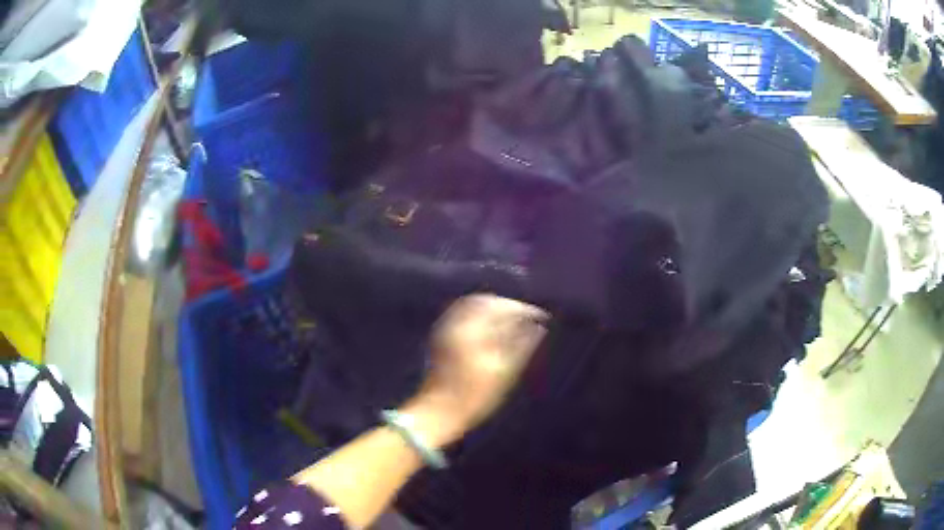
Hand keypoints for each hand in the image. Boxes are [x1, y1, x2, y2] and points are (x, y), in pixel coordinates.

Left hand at [400, 295, 547, 447]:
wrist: (438, 411)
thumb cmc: (474, 397)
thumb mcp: (504, 373)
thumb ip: (522, 346)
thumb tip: (538, 327)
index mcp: (471, 328)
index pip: (502, 307)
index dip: (524, 310)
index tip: (542, 317)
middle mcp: (455, 322)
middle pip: (486, 301)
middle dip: (509, 306)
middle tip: (528, 318)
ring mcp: (445, 329)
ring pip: (473, 306)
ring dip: (494, 309)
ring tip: (514, 323)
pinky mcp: (440, 338)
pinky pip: (462, 314)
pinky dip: (480, 316)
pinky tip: (492, 330)